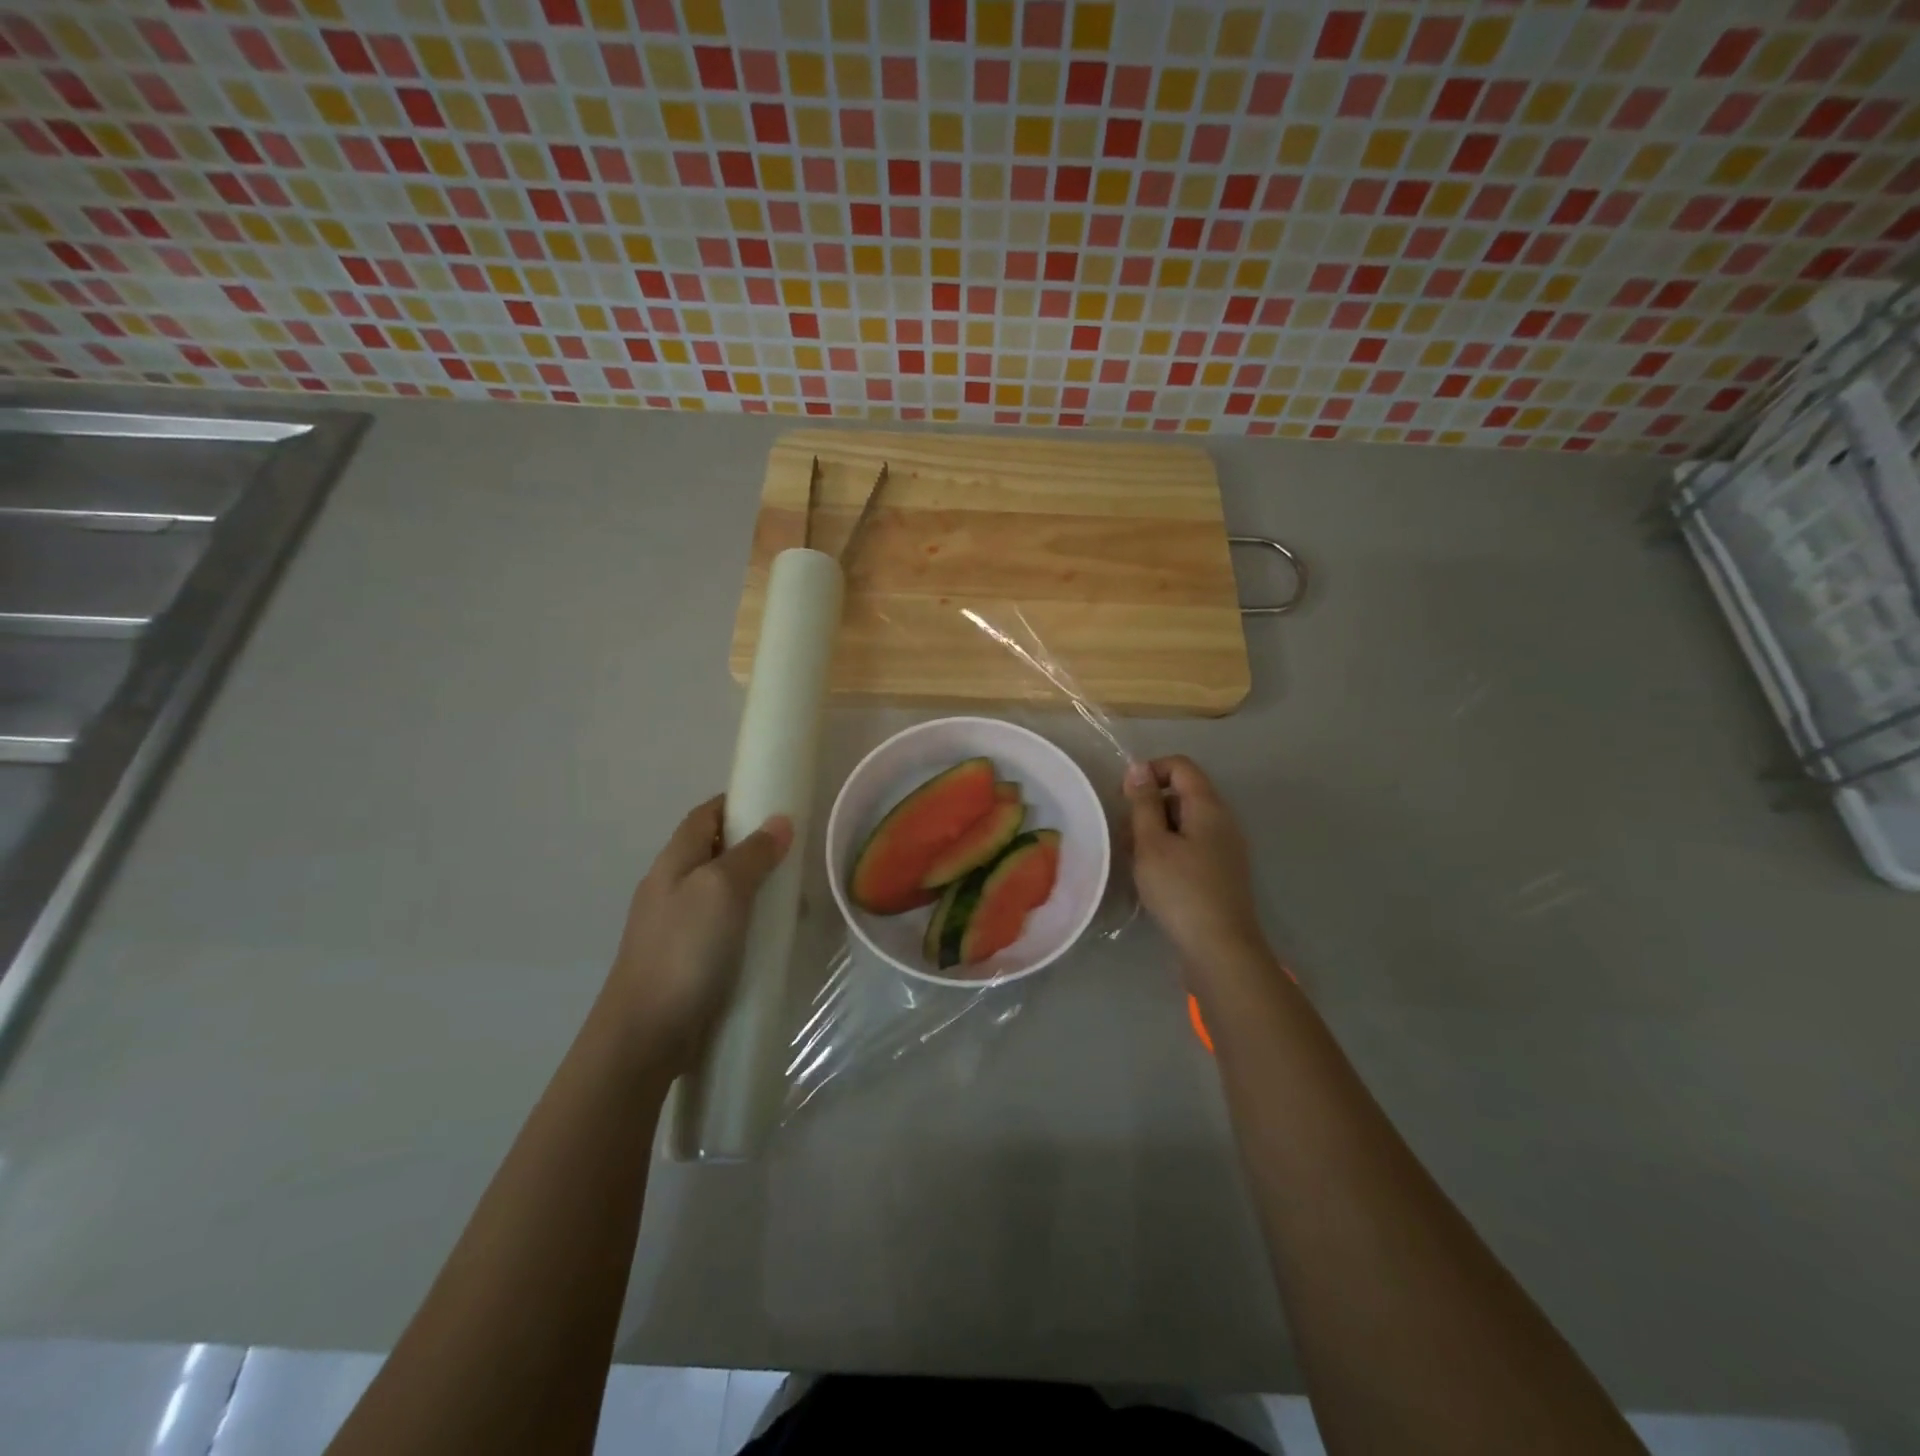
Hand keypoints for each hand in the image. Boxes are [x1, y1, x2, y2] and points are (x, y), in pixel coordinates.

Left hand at [603, 796, 791, 1075]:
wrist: (645, 1034)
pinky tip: (771, 938)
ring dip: (755, 889)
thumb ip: (752, 854)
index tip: (777, 805)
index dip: (737, 803)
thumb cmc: (684, 950)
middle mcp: (671, 887)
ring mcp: (676, 926)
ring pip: (722, 892)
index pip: (705, 815)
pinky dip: (749, 923)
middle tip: (795, 857)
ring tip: (793, 901)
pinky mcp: (686, 959)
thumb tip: (779, 822)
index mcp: (673, 862)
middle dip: (754, 848)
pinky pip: (723, 927)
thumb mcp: (722, 890)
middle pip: (714, 852)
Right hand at [1125, 756, 1267, 975]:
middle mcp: (1222, 820)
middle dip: (1149, 805)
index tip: (1124, 798)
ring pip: (1184, 821)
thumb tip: (1139, 767)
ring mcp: (1225, 847)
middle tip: (1124, 833)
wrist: (1220, 948)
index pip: (1180, 766)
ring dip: (1156, 830)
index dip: (1149, 772)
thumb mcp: (1152, 843)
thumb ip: (1144, 803)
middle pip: (1183, 793)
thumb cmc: (1181, 890)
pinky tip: (1151, 874)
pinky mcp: (1221, 871)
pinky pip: (1191, 844)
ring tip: (1132, 857)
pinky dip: (1169, 849)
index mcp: (1208, 806)